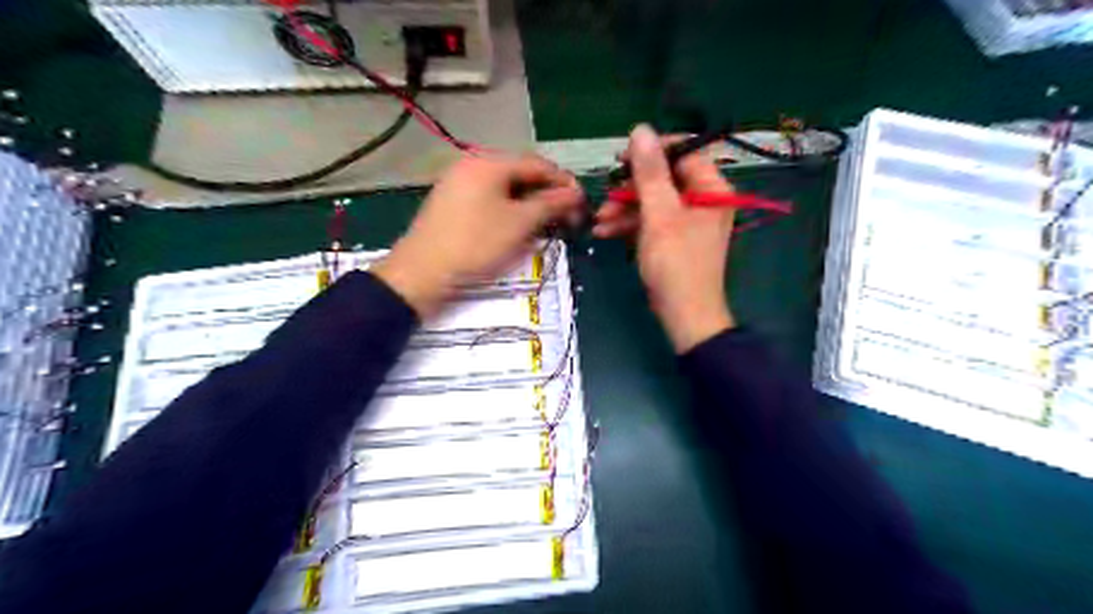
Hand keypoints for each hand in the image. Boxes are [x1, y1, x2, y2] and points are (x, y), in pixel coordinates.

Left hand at [375, 154, 584, 318]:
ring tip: (546, 227)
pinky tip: (518, 230)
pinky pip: (489, 201)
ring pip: (505, 190)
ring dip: (529, 206)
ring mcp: (458, 184)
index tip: (582, 203)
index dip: (564, 183)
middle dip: (547, 196)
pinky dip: (509, 212)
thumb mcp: (519, 224)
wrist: (422, 273)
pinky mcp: (452, 204)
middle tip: (567, 218)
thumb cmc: (476, 245)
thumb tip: (576, 194)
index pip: (538, 164)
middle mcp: (472, 165)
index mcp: (489, 162)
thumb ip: (550, 204)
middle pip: (521, 175)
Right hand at [595, 123, 737, 352]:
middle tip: (606, 194)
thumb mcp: (659, 215)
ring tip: (598, 220)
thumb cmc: (676, 263)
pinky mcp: (674, 240)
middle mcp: (703, 201)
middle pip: (664, 179)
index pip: (684, 153)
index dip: (653, 152)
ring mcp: (688, 222)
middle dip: (631, 188)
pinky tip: (604, 232)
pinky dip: (629, 225)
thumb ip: (649, 172)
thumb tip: (640, 130)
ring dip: (624, 209)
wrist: (685, 316)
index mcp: (712, 190)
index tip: (623, 158)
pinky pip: (651, 222)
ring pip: (653, 202)